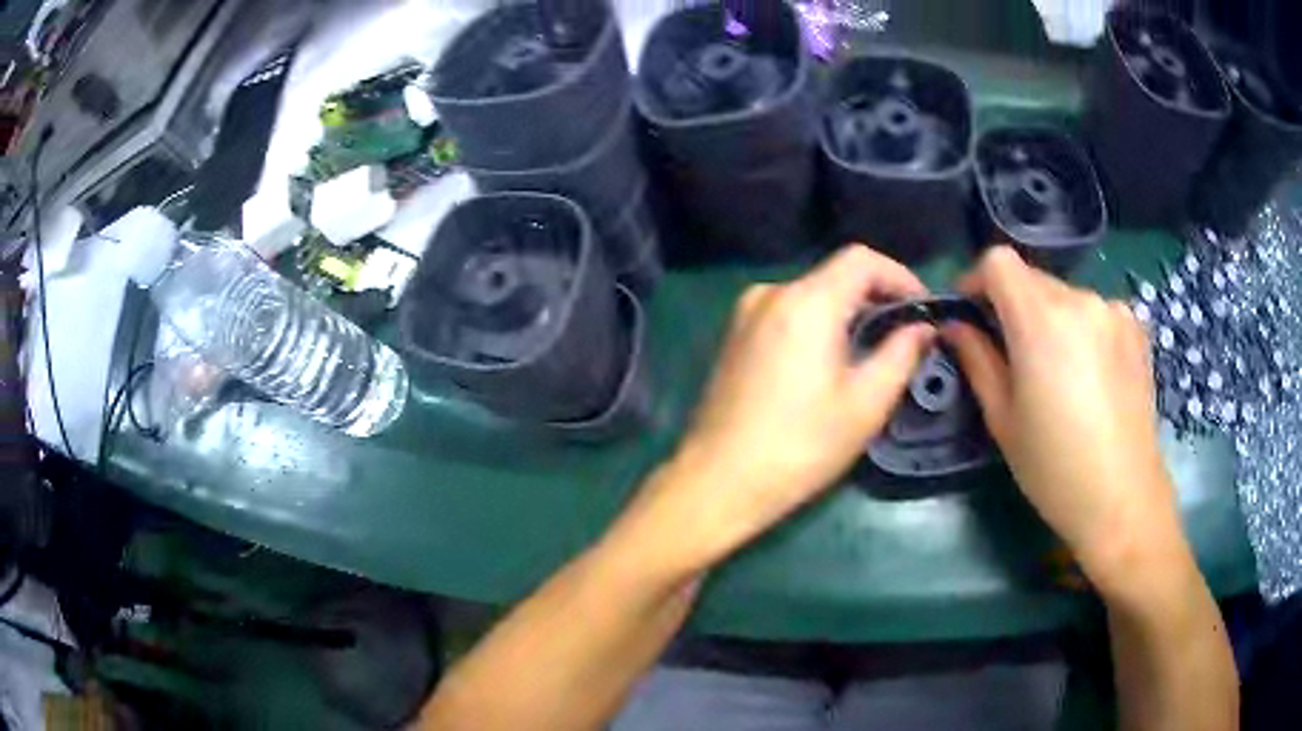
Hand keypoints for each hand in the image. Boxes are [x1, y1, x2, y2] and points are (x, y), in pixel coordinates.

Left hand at [630, 245, 933, 567]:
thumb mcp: (865, 404)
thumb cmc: (800, 447)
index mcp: (806, 302)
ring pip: (812, 294)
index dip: (900, 275)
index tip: (922, 309)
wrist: (718, 481)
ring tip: (872, 353)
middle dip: (877, 298)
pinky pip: (788, 313)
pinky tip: (830, 362)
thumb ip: (901, 355)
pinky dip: (819, 325)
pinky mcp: (734, 335)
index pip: (862, 259)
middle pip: (836, 275)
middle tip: (905, 337)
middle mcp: (771, 293)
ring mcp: (746, 313)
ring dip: (848, 313)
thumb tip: (923, 327)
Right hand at [943, 247, 1186, 591]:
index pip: (998, 262)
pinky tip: (1089, 374)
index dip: (976, 281)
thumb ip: (976, 360)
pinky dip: (1081, 329)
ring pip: (1064, 297)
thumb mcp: (1003, 419)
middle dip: (1012, 306)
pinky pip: (1094, 312)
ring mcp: (1113, 310)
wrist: (1123, 498)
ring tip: (1055, 372)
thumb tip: (955, 326)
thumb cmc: (1054, 468)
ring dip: (1049, 320)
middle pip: (1032, 279)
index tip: (970, 316)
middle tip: (1011, 355)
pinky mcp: (1135, 327)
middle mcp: (1079, 299)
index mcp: (1041, 319)